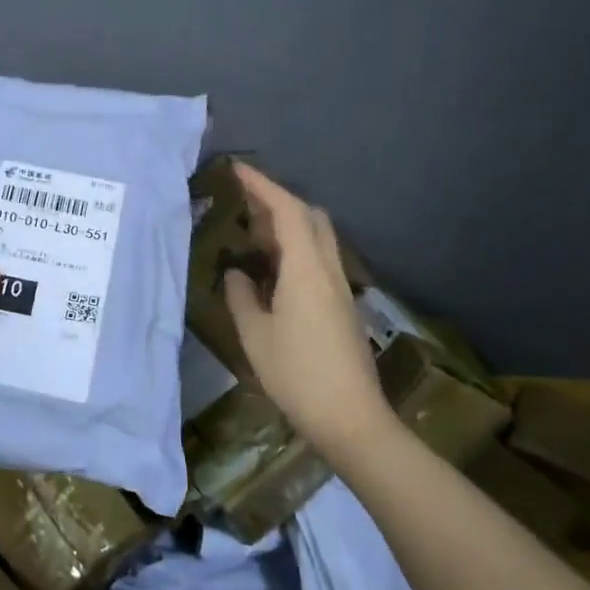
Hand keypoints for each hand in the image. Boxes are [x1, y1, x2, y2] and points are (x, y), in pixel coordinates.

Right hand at [221, 163, 394, 457]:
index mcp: (306, 270)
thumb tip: (237, 273)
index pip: (286, 211)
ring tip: (252, 233)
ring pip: (317, 237)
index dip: (262, 185)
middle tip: (243, 203)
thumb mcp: (255, 336)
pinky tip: (272, 268)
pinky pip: (319, 258)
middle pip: (309, 217)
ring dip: (288, 224)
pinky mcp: (342, 305)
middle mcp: (328, 269)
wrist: (351, 419)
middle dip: (277, 200)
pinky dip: (295, 247)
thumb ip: (242, 296)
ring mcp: (339, 287)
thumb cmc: (297, 376)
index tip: (237, 170)